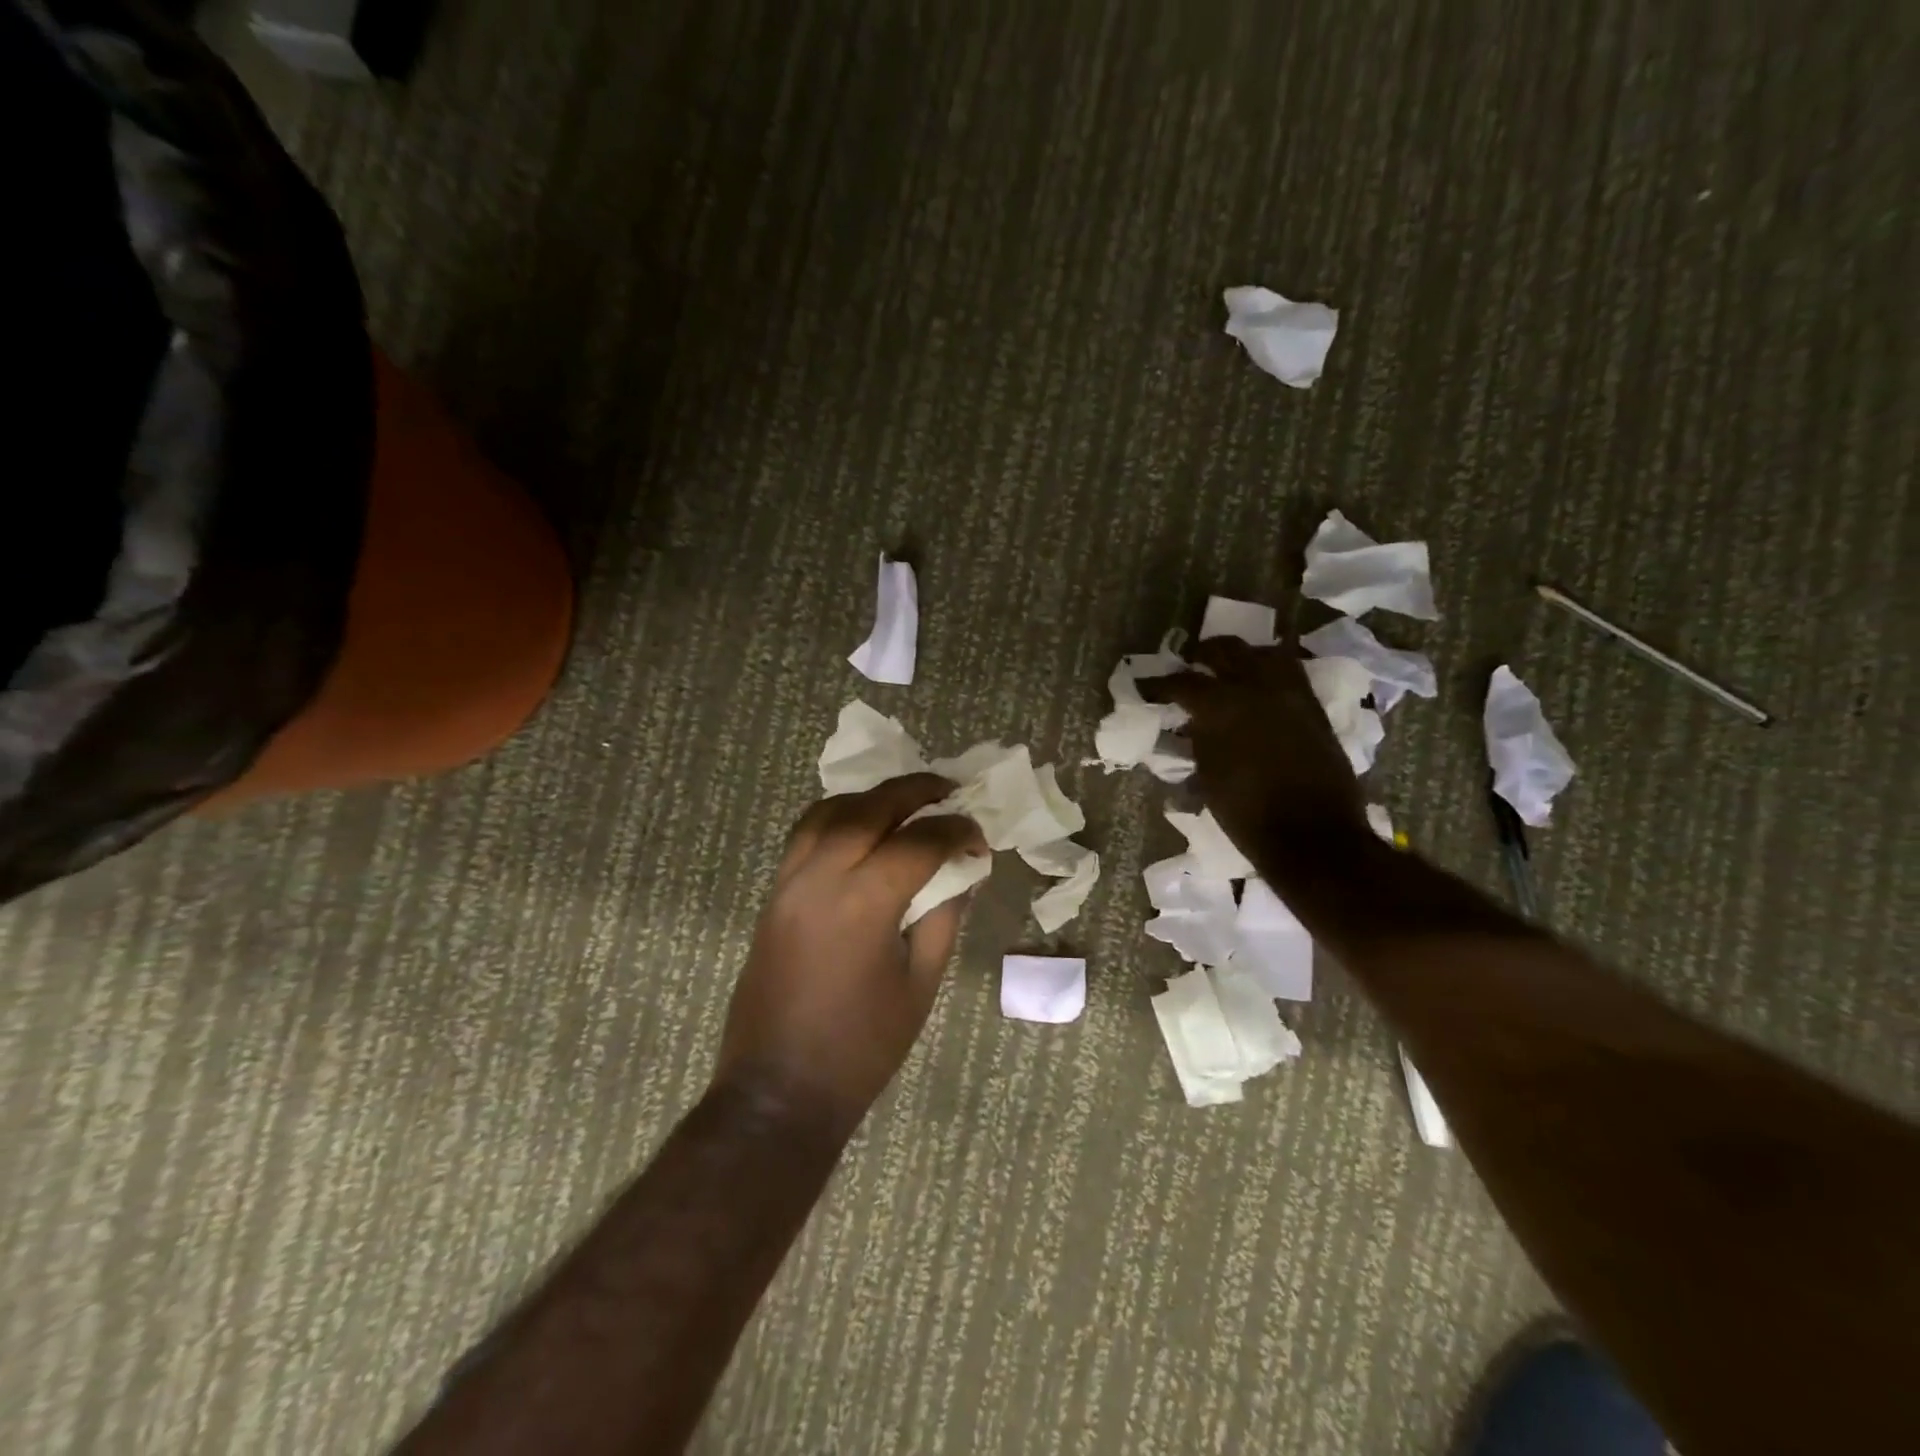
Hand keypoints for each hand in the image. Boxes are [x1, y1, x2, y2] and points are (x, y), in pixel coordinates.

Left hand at [715, 775, 984, 1128]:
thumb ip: (944, 917)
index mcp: (863, 903)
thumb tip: (963, 871)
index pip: (918, 841)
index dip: (955, 831)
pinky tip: (861, 831)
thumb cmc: (862, 1048)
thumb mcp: (920, 984)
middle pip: (869, 808)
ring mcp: (788, 883)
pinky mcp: (772, 896)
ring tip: (904, 803)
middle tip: (948, 791)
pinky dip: (837, 818)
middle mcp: (820, 878)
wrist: (778, 1090)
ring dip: (870, 798)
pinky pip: (804, 836)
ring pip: (828, 812)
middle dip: (913, 791)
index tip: (979, 836)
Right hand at [1140, 636, 1367, 851]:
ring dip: (1242, 656)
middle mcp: (1255, 687)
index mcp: (1219, 706)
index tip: (1148, 689)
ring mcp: (1290, 692)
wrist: (1312, 834)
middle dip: (1203, 654)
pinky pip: (1290, 672)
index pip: (1182, 682)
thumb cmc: (1246, 813)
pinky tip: (1261, 685)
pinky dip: (1271, 671)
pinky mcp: (1314, 706)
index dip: (1160, 685)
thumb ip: (1197, 741)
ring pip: (1263, 652)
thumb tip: (1192, 726)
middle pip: (1225, 650)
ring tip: (1230, 668)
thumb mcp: (1206, 777)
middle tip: (1191, 665)